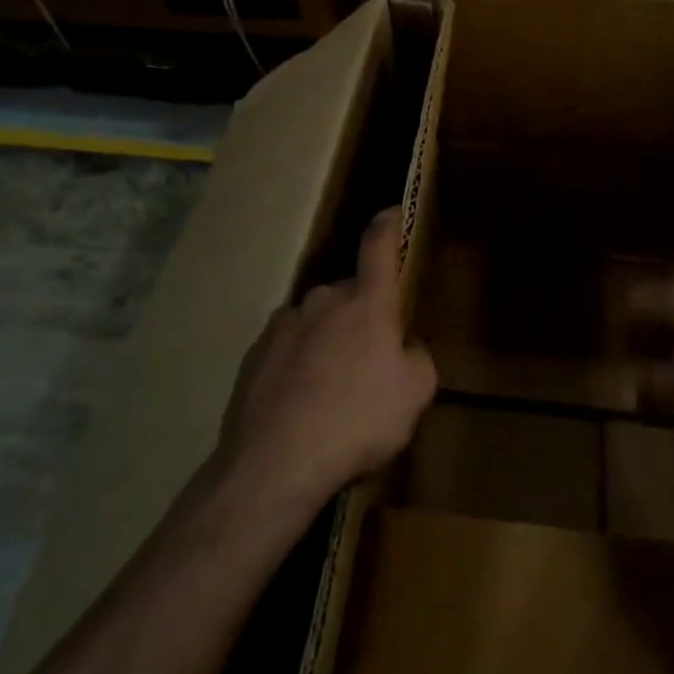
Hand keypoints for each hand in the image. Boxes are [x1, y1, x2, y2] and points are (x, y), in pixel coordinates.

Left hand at [219, 208, 436, 515]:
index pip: (379, 245)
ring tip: (333, 388)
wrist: (275, 462)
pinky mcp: (256, 352)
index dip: (389, 224)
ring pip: (318, 320)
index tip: (393, 211)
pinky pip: (289, 345)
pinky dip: (299, 361)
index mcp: (368, 302)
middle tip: (371, 358)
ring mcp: (285, 323)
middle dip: (363, 314)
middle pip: (351, 293)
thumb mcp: (415, 394)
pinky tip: (301, 400)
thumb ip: (417, 357)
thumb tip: (405, 345)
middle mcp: (324, 300)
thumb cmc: (358, 421)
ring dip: (329, 339)